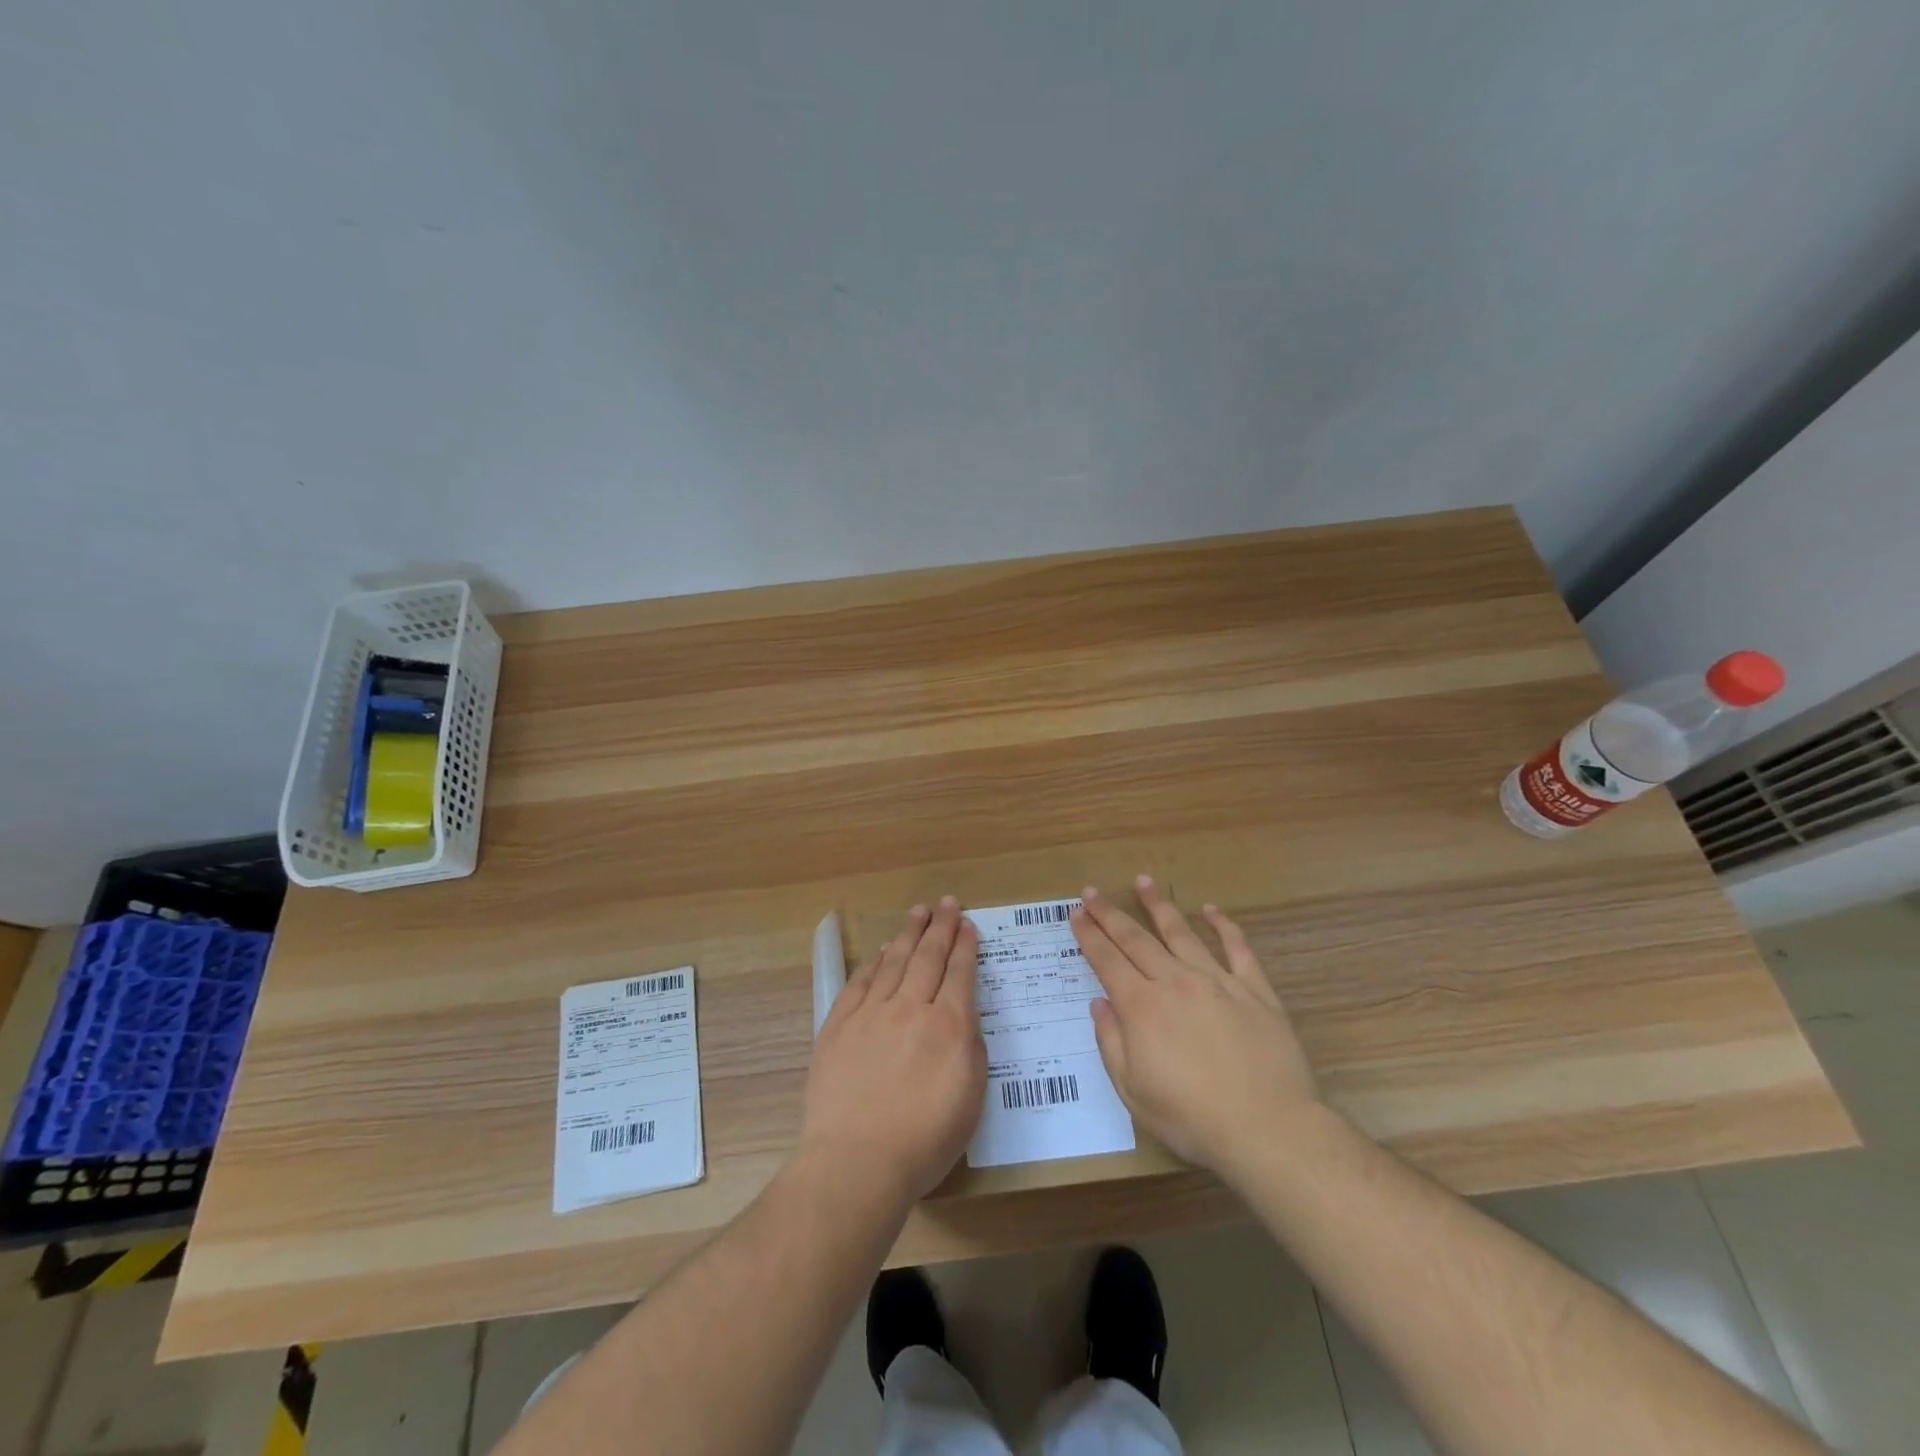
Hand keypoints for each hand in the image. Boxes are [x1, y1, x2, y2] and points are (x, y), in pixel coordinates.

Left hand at [800, 898, 987, 1206]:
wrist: (857, 1161)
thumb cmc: (924, 1141)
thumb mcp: (971, 1100)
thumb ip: (972, 1050)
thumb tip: (962, 1019)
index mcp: (949, 1026)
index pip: (960, 973)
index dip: (965, 945)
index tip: (968, 924)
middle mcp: (912, 1008)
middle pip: (928, 956)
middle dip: (940, 927)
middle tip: (947, 903)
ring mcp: (872, 1013)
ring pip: (894, 961)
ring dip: (908, 934)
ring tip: (917, 913)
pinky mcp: (839, 1025)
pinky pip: (860, 982)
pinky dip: (874, 964)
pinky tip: (881, 953)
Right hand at [1074, 876, 1318, 1176]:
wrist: (1267, 1129)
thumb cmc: (1191, 1118)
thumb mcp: (1132, 1091)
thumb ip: (1111, 1043)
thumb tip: (1100, 1003)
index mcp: (1142, 1007)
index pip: (1107, 960)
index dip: (1089, 935)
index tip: (1076, 913)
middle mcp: (1175, 982)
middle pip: (1136, 939)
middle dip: (1110, 914)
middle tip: (1092, 890)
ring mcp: (1218, 981)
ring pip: (1182, 933)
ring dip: (1159, 906)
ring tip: (1144, 881)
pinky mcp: (1255, 991)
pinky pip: (1238, 949)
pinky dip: (1224, 926)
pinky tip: (1212, 910)